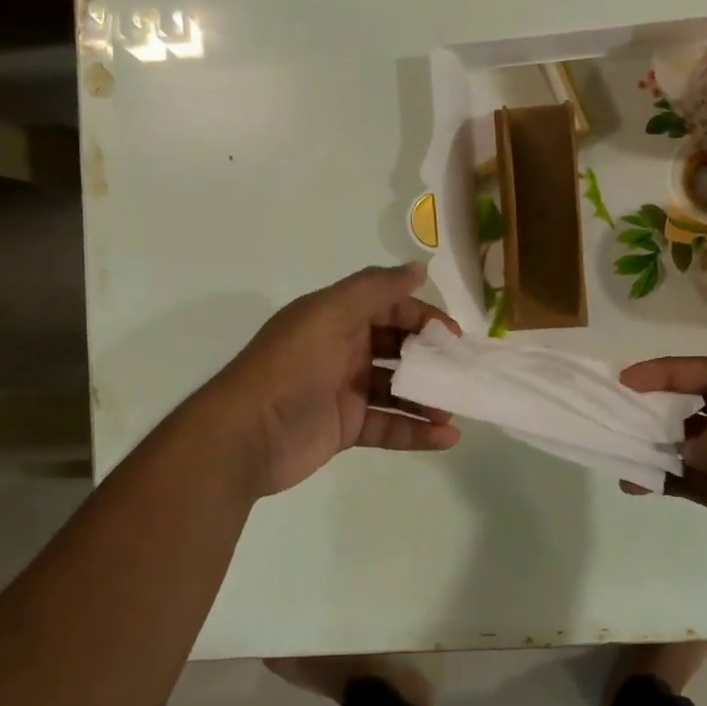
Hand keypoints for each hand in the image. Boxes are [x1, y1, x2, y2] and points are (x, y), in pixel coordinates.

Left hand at [205, 263, 460, 495]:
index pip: (389, 308)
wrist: (246, 436)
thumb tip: (419, 267)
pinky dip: (416, 432)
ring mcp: (344, 391)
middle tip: (460, 374)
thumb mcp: (330, 315)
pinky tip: (446, 437)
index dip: (422, 317)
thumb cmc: (290, 368)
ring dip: (427, 398)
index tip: (453, 336)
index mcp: (336, 318)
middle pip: (397, 348)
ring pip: (397, 390)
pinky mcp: (346, 428)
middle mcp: (342, 350)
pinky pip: (389, 426)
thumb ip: (375, 289)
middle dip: (430, 359)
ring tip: (455, 410)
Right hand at [620, 357, 706, 631]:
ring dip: (656, 444)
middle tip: (617, 410)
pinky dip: (663, 479)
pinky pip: (690, 479)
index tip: (628, 380)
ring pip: (690, 442)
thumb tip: (686, 445)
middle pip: (700, 403)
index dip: (671, 371)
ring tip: (620, 449)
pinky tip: (635, 485)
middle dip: (659, 403)